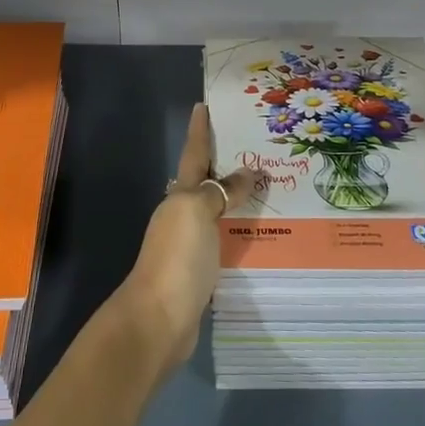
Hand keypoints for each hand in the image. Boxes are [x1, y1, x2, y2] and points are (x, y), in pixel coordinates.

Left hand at [116, 103, 262, 378]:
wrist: (158, 320)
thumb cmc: (177, 258)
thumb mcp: (197, 213)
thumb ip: (219, 191)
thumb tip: (246, 173)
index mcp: (179, 196)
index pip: (193, 155)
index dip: (199, 131)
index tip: (202, 106)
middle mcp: (182, 214)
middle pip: (204, 182)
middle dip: (223, 164)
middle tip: (254, 148)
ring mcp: (190, 244)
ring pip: (215, 211)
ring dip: (234, 198)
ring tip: (265, 187)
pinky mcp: (201, 271)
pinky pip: (223, 239)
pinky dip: (237, 230)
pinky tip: (255, 232)